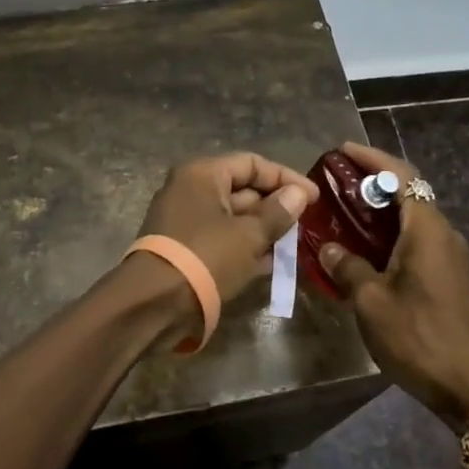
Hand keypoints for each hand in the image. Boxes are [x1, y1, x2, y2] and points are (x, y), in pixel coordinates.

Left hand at [137, 152, 316, 301]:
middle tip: (304, 224)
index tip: (314, 198)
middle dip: (274, 206)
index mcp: (202, 174)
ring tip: (293, 244)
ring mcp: (184, 219)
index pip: (252, 163)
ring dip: (262, 229)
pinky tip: (270, 262)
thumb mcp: (249, 235)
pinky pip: (221, 238)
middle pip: (242, 189)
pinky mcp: (184, 247)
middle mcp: (190, 189)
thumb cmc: (206, 258)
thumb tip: (298, 194)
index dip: (286, 178)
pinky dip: (244, 246)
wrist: (155, 304)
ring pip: (233, 216)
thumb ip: (277, 212)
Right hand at [319, 142, 468, 427]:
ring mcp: (450, 255)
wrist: (468, 385)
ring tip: (345, 210)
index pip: (401, 176)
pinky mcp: (450, 276)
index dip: (372, 158)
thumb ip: (347, 266)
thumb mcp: (370, 300)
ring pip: (413, 217)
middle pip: (408, 192)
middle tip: (337, 180)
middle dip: (373, 181)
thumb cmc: (416, 335)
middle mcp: (443, 232)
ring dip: (381, 209)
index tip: (342, 150)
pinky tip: (365, 247)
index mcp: (427, 229)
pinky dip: (391, 232)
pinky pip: (417, 239)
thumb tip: (328, 248)